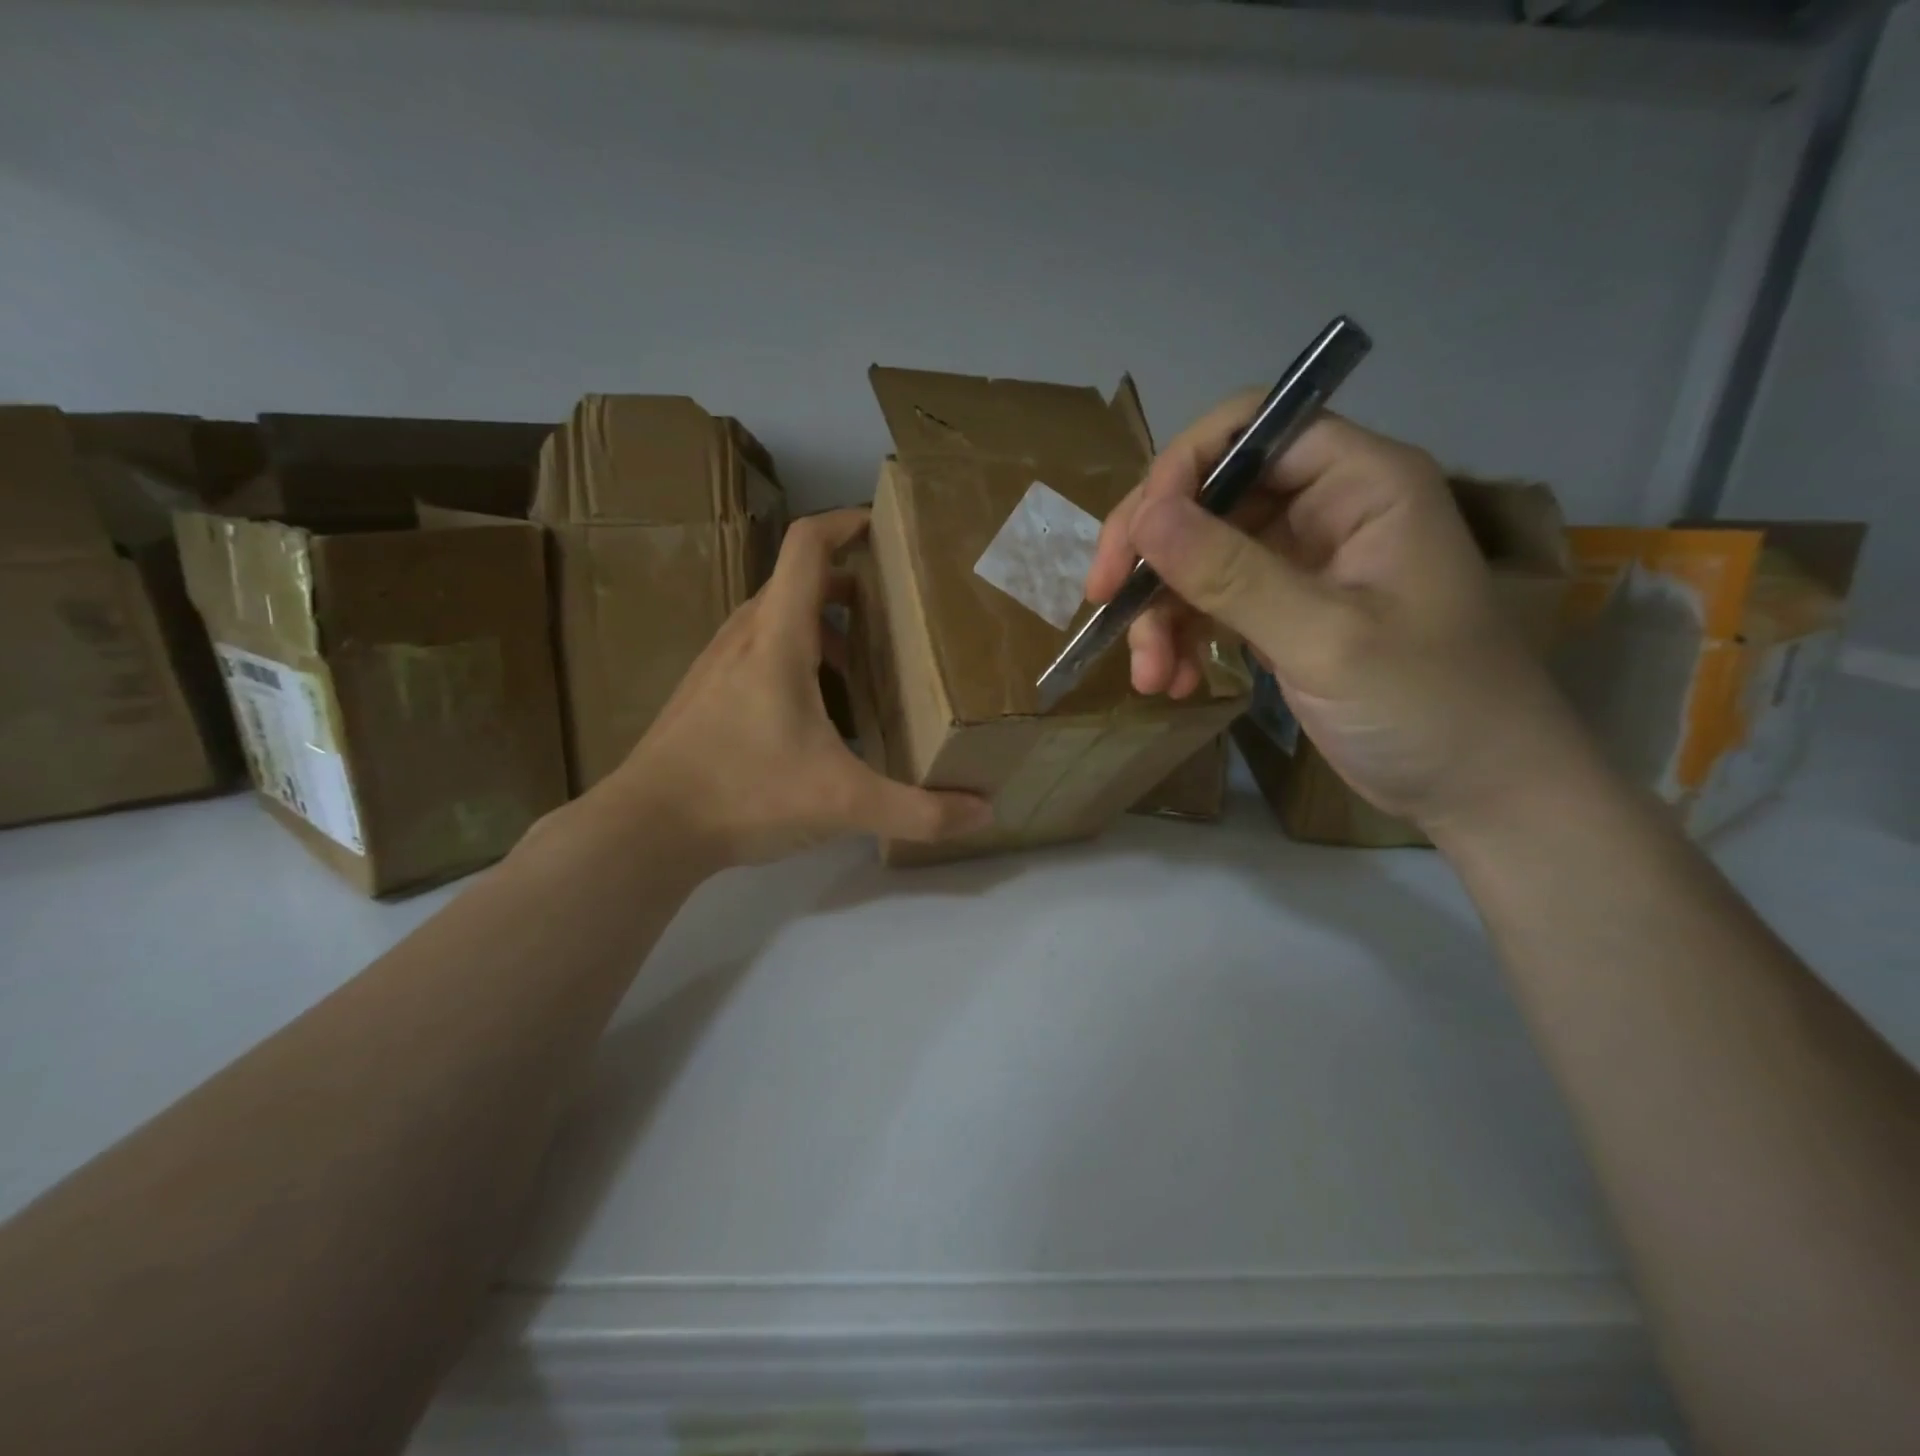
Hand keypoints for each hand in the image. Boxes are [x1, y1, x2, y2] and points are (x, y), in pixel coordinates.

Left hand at [605, 509, 992, 866]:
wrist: (645, 829)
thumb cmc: (744, 794)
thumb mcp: (843, 803)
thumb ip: (918, 810)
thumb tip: (984, 812)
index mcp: (777, 638)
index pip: (807, 546)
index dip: (846, 522)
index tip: (886, 527)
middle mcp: (744, 636)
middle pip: (797, 581)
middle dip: (849, 584)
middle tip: (895, 609)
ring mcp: (717, 664)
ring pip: (775, 618)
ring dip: (821, 625)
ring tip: (862, 664)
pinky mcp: (704, 693)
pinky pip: (757, 651)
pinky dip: (794, 656)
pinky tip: (815, 712)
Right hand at [1085, 398, 1586, 833]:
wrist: (1476, 790)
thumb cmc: (1427, 705)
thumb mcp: (1325, 638)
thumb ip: (1231, 574)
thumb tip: (1143, 516)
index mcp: (1359, 483)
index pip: (1251, 430)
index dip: (1181, 471)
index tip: (1133, 541)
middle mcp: (1325, 509)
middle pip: (1209, 497)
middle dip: (1153, 556)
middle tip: (1104, 605)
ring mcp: (1300, 564)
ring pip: (1198, 559)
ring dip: (1160, 614)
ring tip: (1149, 676)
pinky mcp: (1282, 613)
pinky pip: (1210, 606)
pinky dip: (1182, 640)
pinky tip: (1175, 683)